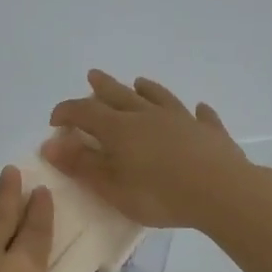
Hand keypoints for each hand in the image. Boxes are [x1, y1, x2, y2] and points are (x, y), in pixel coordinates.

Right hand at [42, 71, 255, 231]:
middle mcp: (148, 116)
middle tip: (92, 76)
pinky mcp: (210, 133)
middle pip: (120, 95)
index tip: (54, 120)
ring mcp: (182, 120)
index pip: (85, 112)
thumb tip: (50, 144)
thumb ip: (82, 165)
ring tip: (139, 82)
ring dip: (146, 90)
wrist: (222, 192)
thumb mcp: (112, 187)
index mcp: (120, 129)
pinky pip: (201, 117)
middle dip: (102, 88)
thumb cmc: (160, 194)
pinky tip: (199, 109)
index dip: (67, 112)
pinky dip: (197, 112)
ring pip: (159, 98)